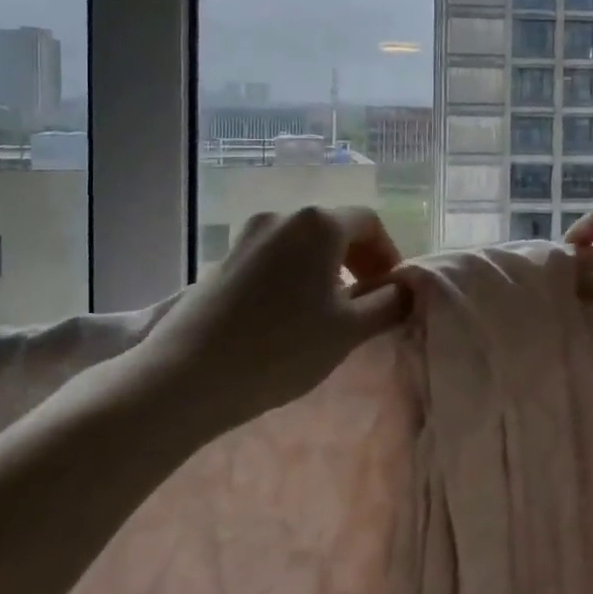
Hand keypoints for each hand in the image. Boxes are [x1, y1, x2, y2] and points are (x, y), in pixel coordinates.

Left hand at [128, 206, 410, 435]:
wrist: (186, 376)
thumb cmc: (281, 349)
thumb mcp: (347, 331)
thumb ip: (386, 304)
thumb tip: (405, 289)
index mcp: (319, 224)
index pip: (369, 222)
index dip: (388, 254)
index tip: (392, 290)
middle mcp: (283, 217)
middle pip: (334, 228)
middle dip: (358, 260)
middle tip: (366, 301)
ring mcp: (247, 236)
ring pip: (302, 243)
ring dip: (325, 268)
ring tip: (328, 311)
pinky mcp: (223, 259)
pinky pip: (274, 257)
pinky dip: (294, 275)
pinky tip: (288, 314)